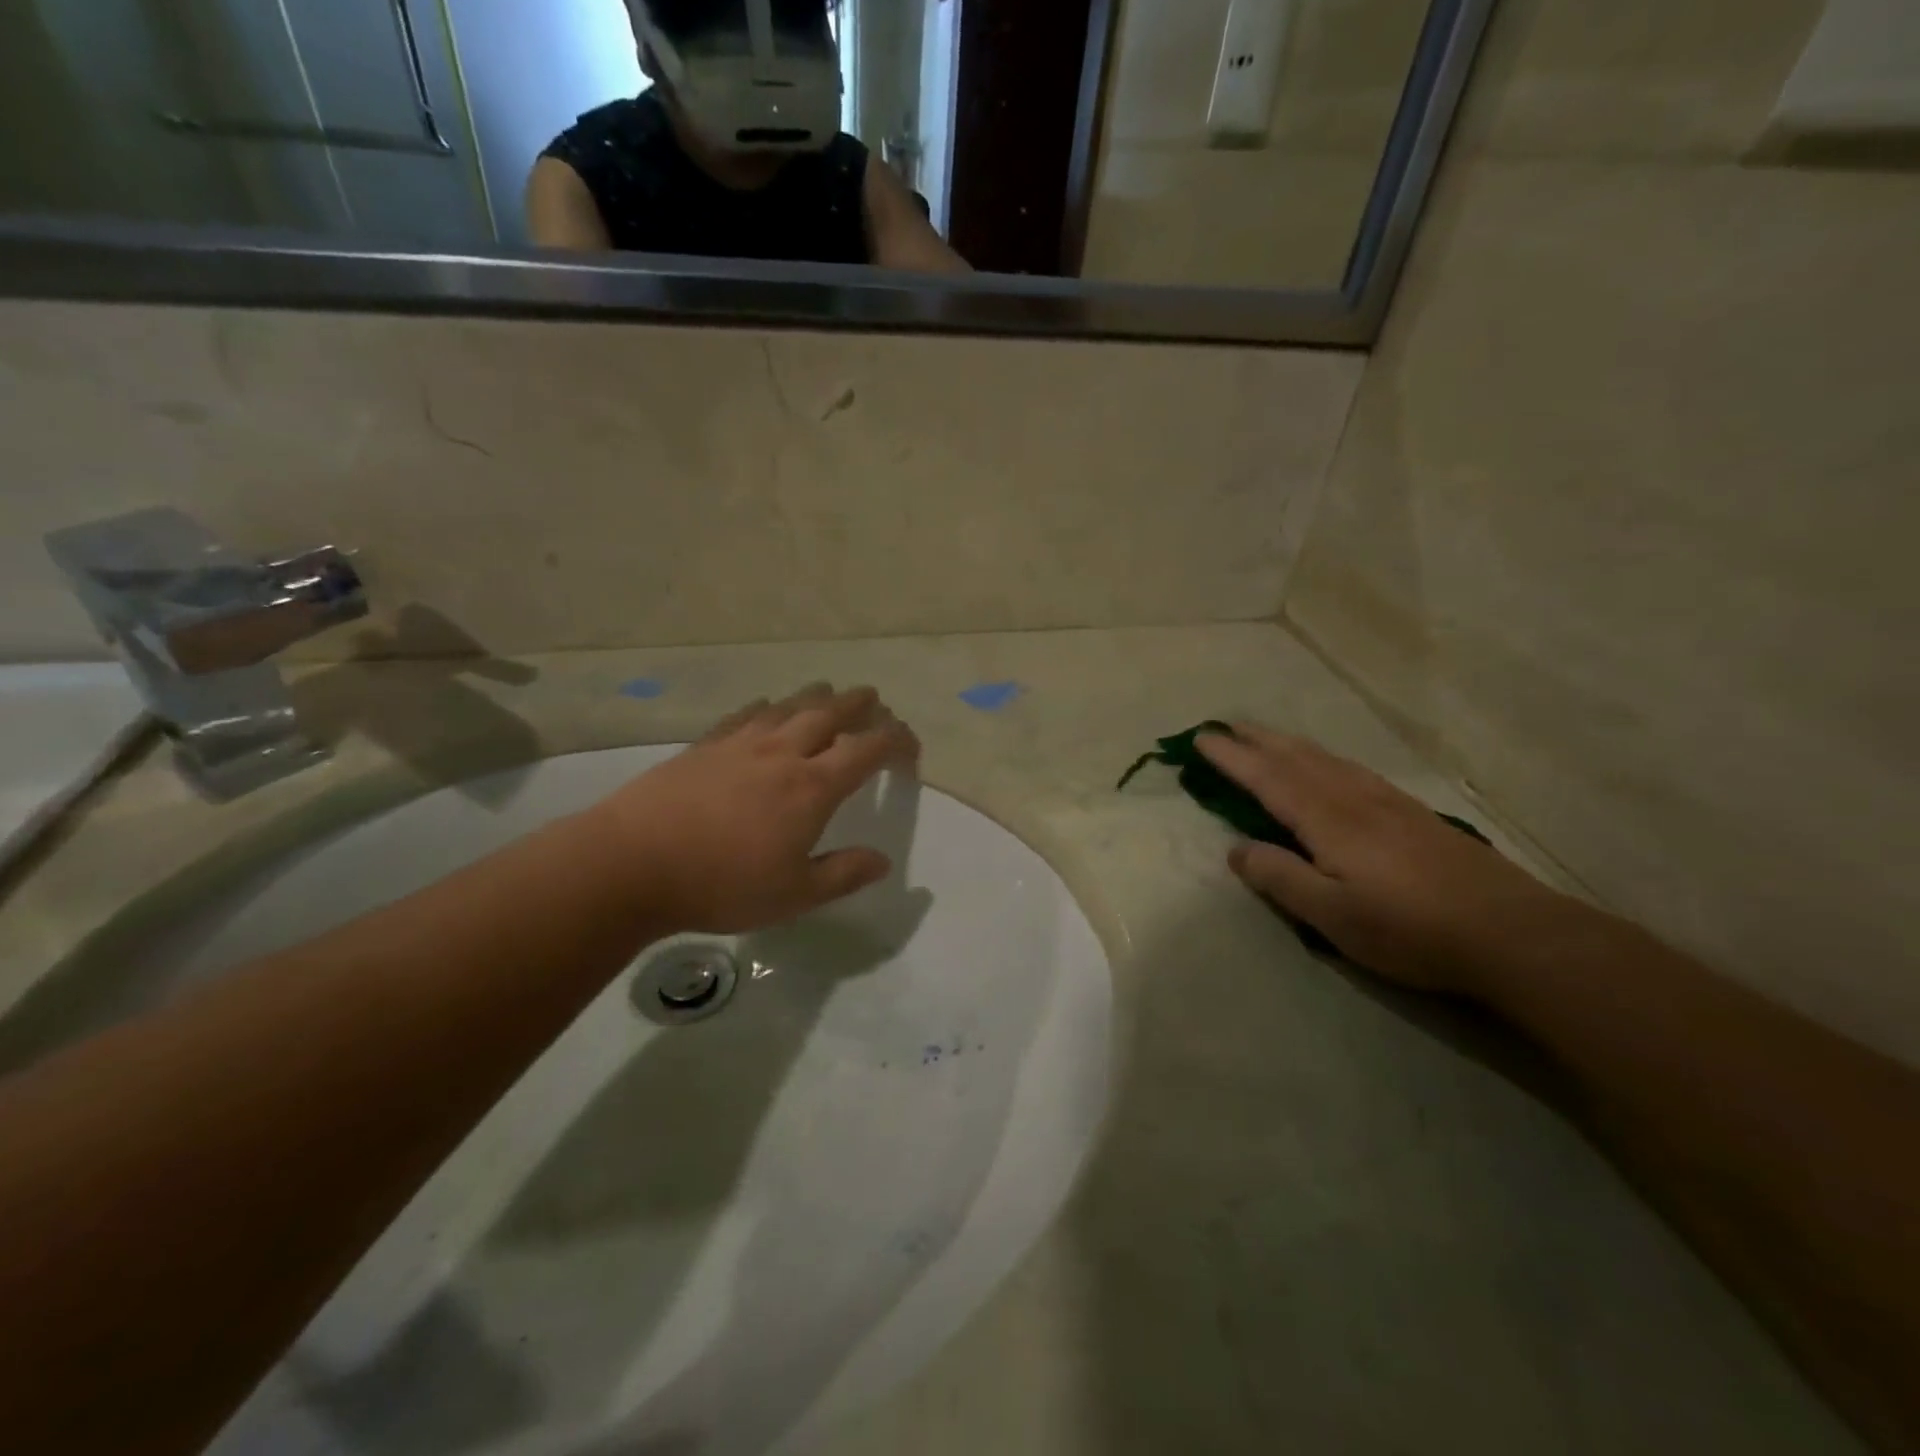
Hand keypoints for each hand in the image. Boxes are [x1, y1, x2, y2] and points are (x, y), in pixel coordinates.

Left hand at [586, 684, 919, 935]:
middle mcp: (782, 754)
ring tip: (829, 692)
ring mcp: (740, 745)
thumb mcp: (794, 895)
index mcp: (812, 787)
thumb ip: (843, 875)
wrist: (633, 863)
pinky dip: (767, 708)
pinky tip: (766, 708)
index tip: (910, 747)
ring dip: (816, 697)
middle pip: (830, 714)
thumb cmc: (722, 884)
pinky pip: (746, 715)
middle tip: (875, 700)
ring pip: (789, 707)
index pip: (867, 750)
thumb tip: (882, 860)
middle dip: (859, 705)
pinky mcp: (705, 746)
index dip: (895, 741)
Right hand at [1196, 724, 1569, 996]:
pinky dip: (1324, 757)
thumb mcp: (1332, 915)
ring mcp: (1388, 802)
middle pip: (1297, 757)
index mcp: (1327, 820)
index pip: (1267, 779)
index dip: (1232, 758)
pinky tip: (1330, 766)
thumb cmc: (1410, 929)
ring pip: (1327, 759)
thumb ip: (1280, 878)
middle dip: (1258, 740)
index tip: (1201, 739)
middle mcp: (1354, 799)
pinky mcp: (1413, 814)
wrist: (1512, 932)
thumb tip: (1236, 848)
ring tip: (1267, 738)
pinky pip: (1352, 769)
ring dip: (1289, 743)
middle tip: (1227, 725)